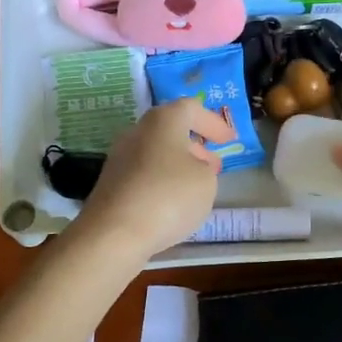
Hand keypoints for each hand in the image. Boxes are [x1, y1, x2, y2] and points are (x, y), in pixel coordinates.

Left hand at [76, 98, 233, 260]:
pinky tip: (172, 203)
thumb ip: (206, 167)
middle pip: (170, 129)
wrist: (113, 233)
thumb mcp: (206, 181)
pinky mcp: (111, 184)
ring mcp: (120, 158)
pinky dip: (162, 181)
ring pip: (156, 152)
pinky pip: (144, 174)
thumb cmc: (168, 197)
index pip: (191, 108)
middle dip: (195, 145)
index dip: (213, 122)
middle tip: (214, 163)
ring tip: (197, 186)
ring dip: (179, 164)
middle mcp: (137, 132)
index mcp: (162, 121)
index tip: (230, 140)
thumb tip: (194, 166)